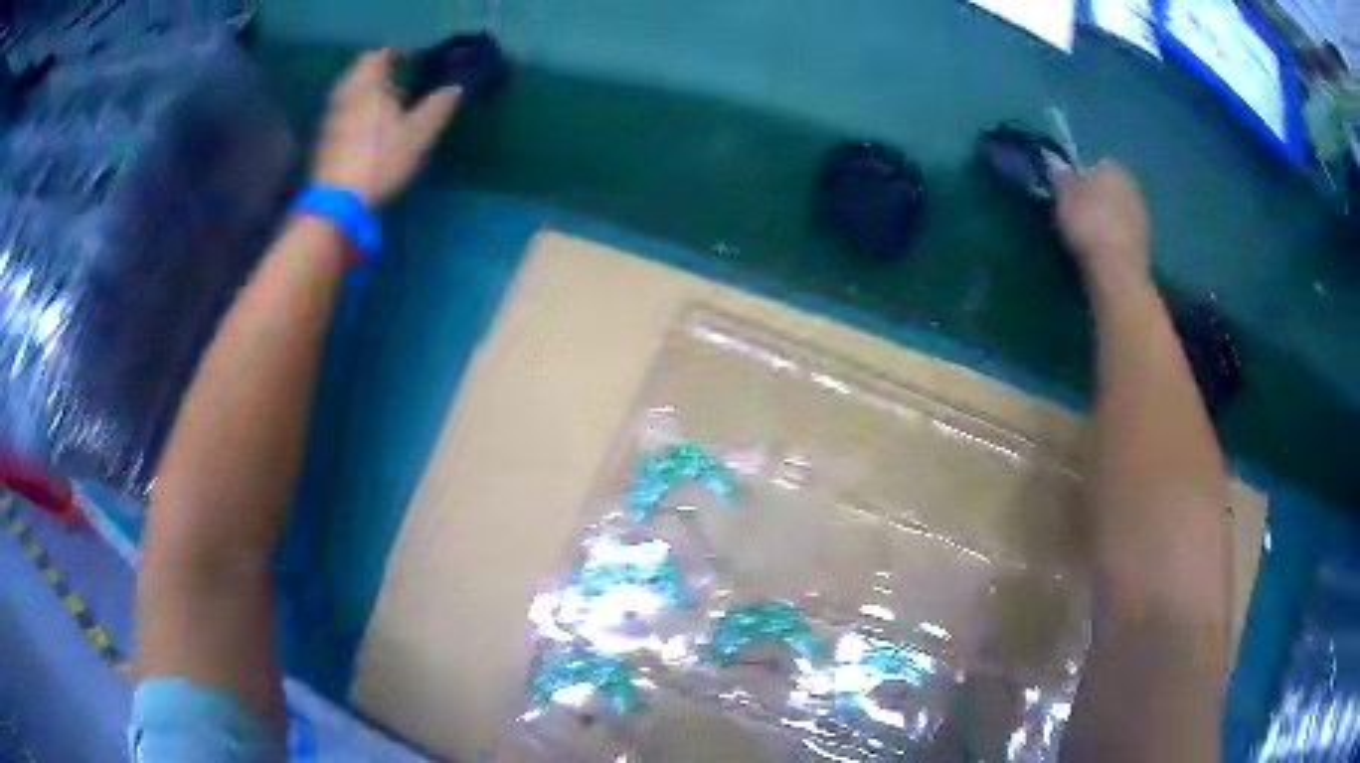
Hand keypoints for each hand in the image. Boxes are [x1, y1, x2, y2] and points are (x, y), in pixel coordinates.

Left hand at [312, 49, 460, 206]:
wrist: (337, 203)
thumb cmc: (380, 160)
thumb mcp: (419, 134)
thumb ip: (438, 107)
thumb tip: (455, 88)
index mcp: (368, 85)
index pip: (380, 55)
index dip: (397, 53)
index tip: (414, 59)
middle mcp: (345, 94)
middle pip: (362, 72)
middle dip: (381, 74)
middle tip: (402, 84)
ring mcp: (331, 117)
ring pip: (351, 93)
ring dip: (369, 94)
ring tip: (388, 109)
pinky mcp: (324, 139)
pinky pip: (343, 113)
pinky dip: (357, 113)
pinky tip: (370, 131)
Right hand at [1050, 160, 1150, 287]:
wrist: (1117, 272)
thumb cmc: (1088, 224)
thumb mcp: (1064, 195)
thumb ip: (1059, 175)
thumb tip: (1053, 159)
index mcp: (1113, 167)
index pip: (1093, 166)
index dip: (1078, 179)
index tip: (1067, 196)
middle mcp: (1132, 186)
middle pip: (1107, 188)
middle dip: (1095, 199)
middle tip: (1076, 216)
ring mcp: (1142, 216)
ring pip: (1116, 211)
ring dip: (1105, 219)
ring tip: (1087, 237)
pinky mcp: (1145, 243)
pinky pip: (1123, 233)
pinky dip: (1113, 238)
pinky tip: (1101, 251)